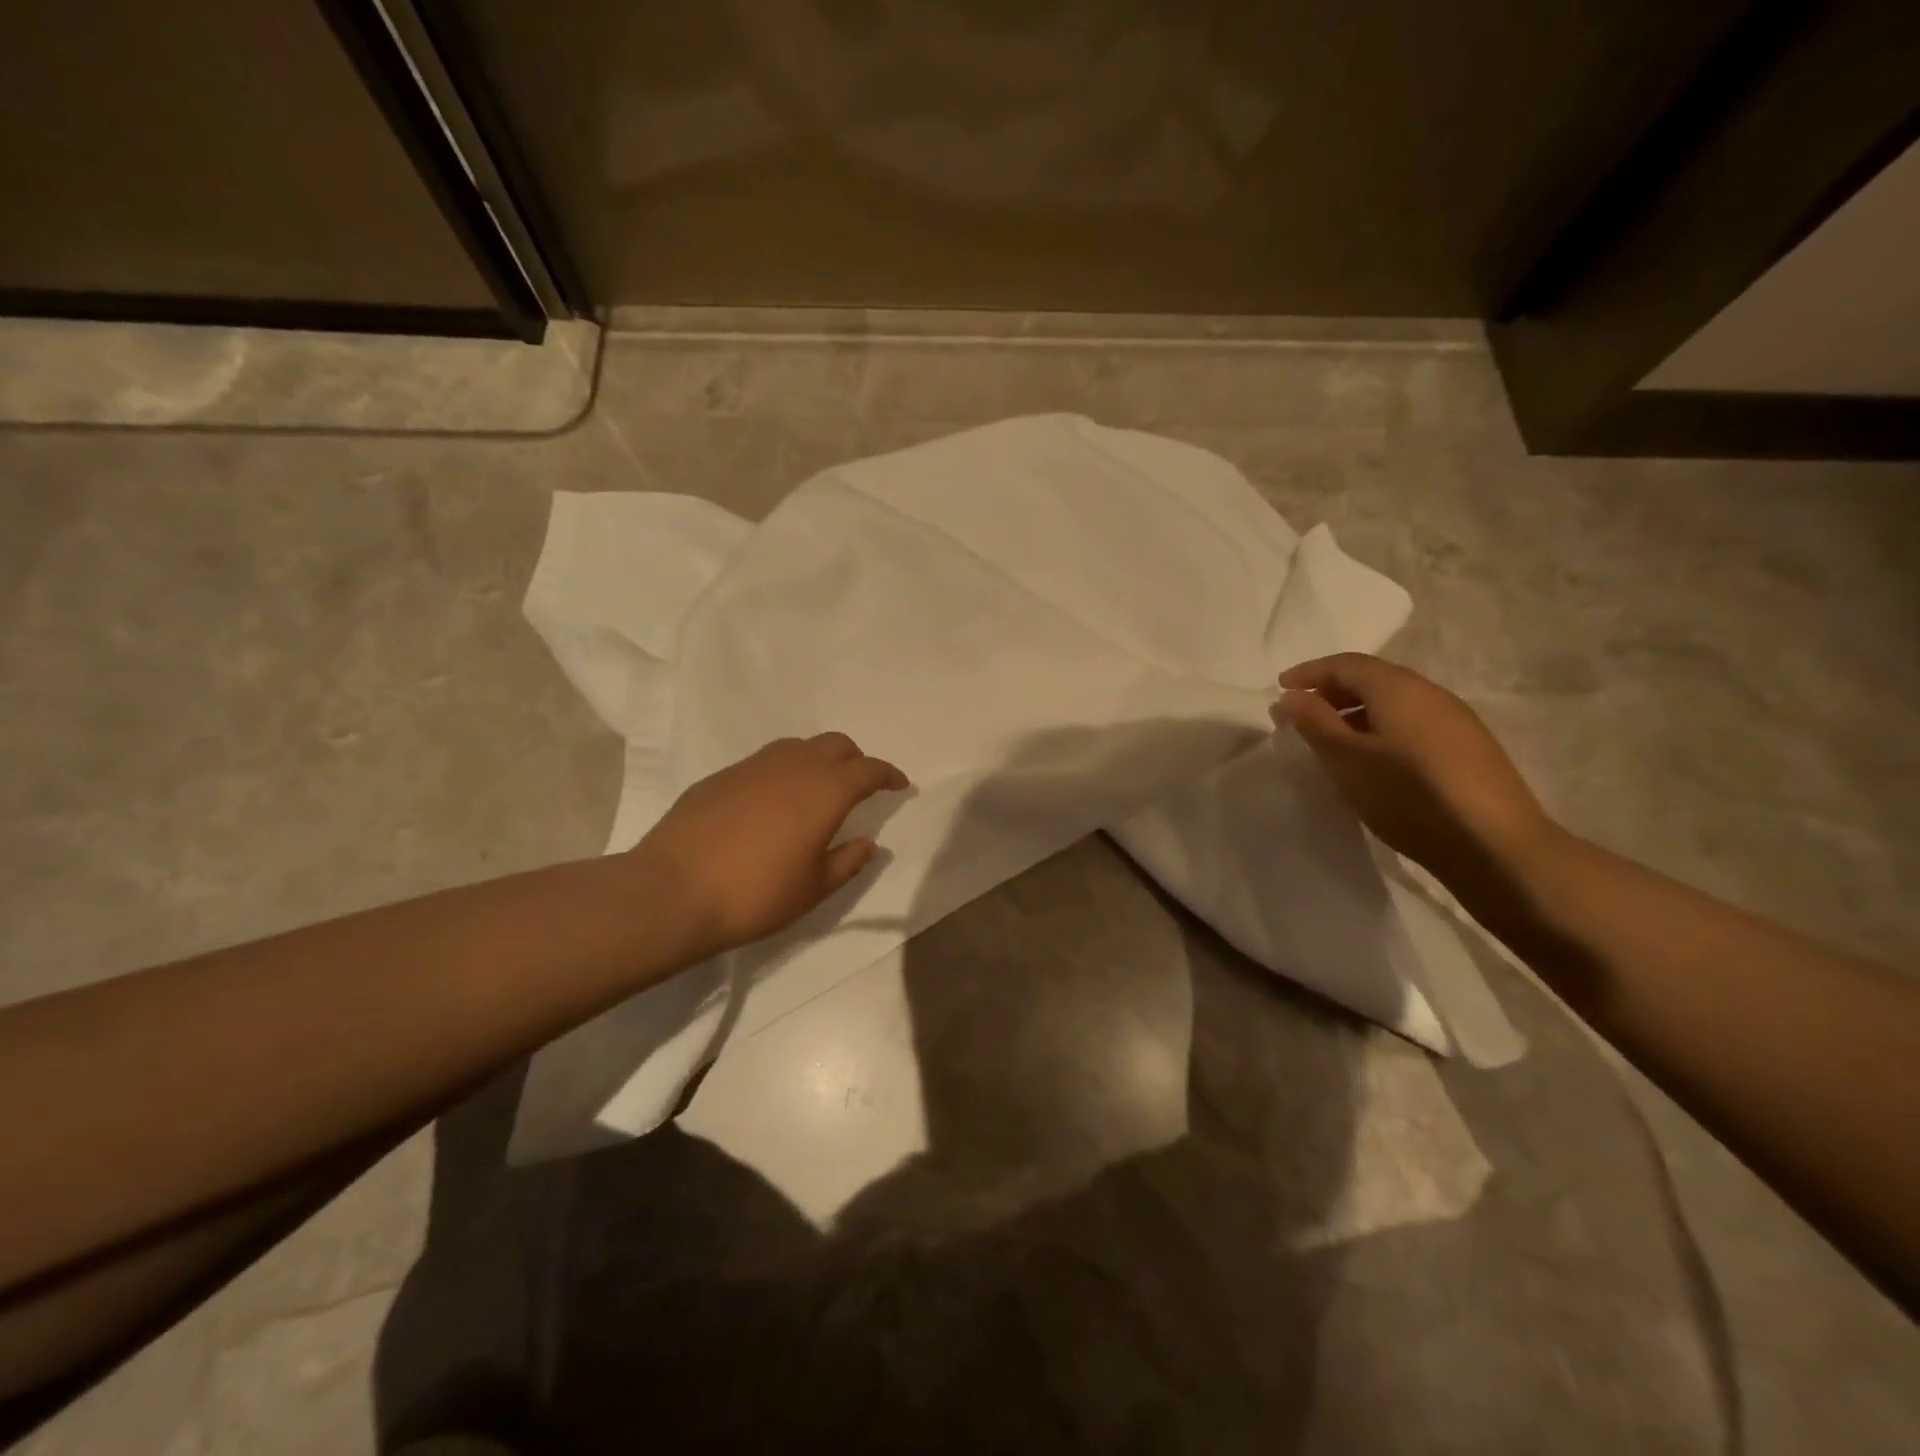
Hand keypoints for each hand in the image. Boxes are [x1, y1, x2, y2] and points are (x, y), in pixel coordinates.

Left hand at [631, 733, 909, 958]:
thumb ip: (847, 862)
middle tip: (859, 786)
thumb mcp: (813, 889)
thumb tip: (869, 843)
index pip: (868, 770)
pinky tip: (772, 803)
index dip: (888, 775)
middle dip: (855, 760)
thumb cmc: (755, 894)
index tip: (899, 785)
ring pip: (798, 747)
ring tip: (816, 790)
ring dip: (818, 760)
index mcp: (825, 791)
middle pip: (836, 745)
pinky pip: (765, 761)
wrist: (672, 890)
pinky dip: (783, 771)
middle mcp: (793, 766)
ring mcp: (753, 766)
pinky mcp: (722, 776)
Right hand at [1270, 654, 1556, 878]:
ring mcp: (1454, 720)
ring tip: (1331, 741)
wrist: (1494, 843)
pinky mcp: (1467, 748)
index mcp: (1398, 688)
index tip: (1280, 688)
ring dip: (1355, 712)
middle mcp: (1429, 693)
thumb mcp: (1346, 759)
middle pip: (1372, 678)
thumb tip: (1290, 695)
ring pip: (1393, 702)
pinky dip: (1380, 729)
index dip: (1309, 672)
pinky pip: (1412, 723)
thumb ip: (1314, 722)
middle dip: (1331, 691)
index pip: (1346, 664)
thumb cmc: (1408, 794)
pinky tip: (1372, 760)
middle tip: (1301, 715)